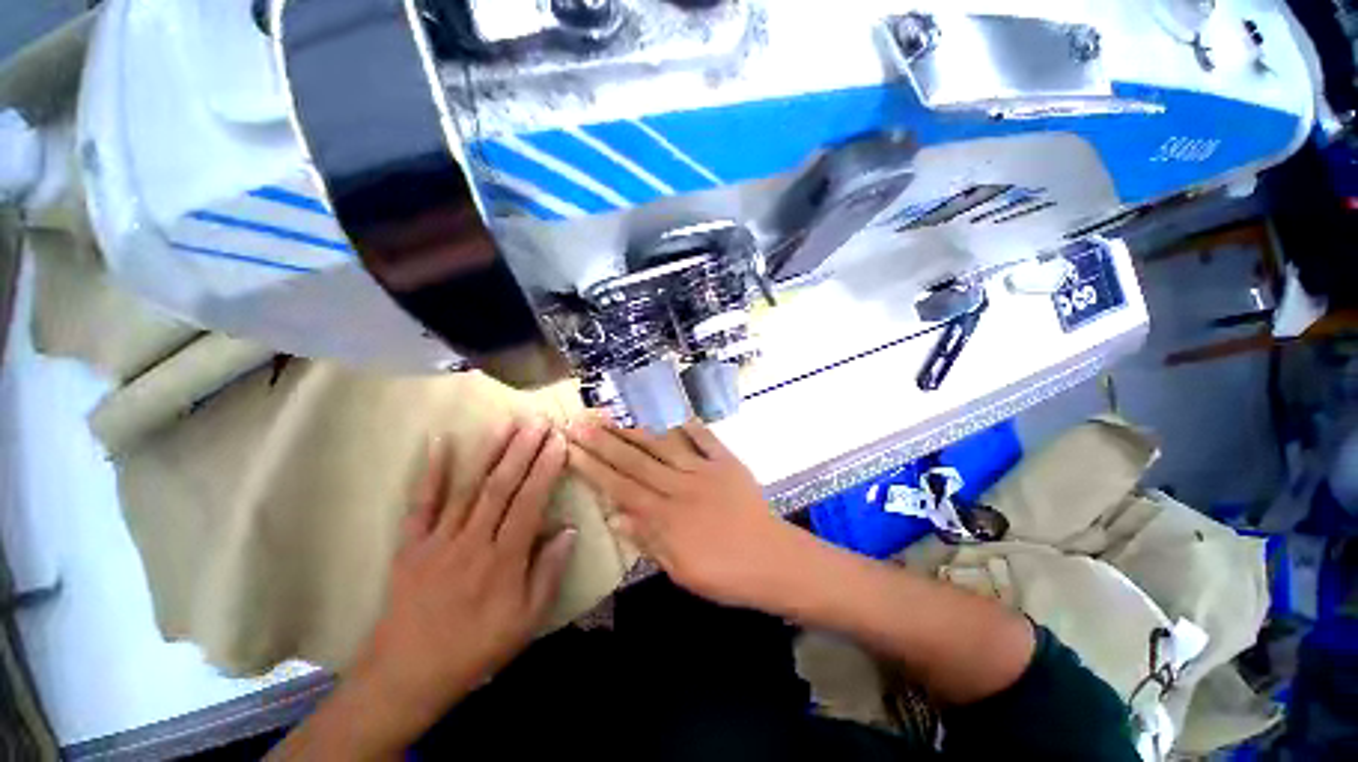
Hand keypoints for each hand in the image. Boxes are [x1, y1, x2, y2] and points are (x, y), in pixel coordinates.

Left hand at [352, 419, 576, 734]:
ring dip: (491, 452)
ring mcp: (438, 540)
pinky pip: (421, 503)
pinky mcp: (412, 544)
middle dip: (523, 450)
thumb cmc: (476, 648)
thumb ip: (550, 572)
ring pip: (469, 487)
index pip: (529, 503)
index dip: (545, 469)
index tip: (558, 442)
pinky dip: (431, 471)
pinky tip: (439, 442)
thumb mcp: (527, 621)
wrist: (407, 675)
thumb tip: (569, 528)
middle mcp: (472, 541)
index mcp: (503, 560)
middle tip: (538, 420)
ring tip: (508, 422)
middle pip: (501, 487)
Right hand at [566, 418, 801, 608]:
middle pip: (635, 460)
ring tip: (612, 414)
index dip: (593, 467)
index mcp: (665, 514)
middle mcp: (679, 485)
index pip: (620, 486)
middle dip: (604, 441)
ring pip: (663, 445)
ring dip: (636, 429)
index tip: (571, 449)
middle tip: (580, 421)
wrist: (773, 561)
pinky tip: (673, 413)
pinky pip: (706, 439)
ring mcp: (704, 469)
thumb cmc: (724, 574)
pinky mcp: (727, 462)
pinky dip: (690, 425)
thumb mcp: (680, 569)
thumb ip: (647, 539)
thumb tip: (615, 515)